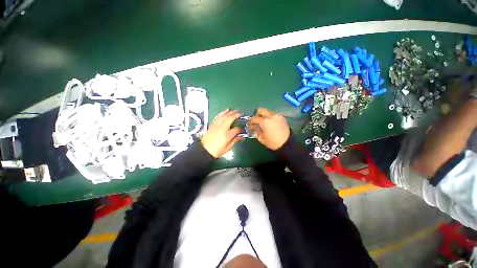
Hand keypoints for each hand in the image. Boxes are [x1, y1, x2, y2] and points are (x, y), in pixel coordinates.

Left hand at [201, 109, 242, 157]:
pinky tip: (225, 111)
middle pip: (230, 119)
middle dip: (235, 115)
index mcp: (227, 135)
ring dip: (229, 112)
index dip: (239, 129)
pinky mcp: (212, 125)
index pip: (236, 129)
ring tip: (233, 110)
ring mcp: (216, 126)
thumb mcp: (227, 148)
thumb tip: (240, 136)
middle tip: (240, 113)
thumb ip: (234, 141)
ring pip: (223, 116)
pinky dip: (222, 113)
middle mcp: (222, 128)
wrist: (204, 150)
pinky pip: (218, 117)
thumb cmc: (217, 150)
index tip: (241, 130)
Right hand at [250, 108, 289, 149]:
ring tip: (264, 123)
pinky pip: (274, 114)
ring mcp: (277, 115)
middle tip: (257, 121)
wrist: (287, 143)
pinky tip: (271, 124)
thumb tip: (254, 126)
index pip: (255, 118)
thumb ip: (256, 130)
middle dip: (257, 114)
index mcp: (264, 121)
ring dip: (264, 115)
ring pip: (268, 111)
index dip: (251, 121)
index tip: (250, 125)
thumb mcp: (261, 138)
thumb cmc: (272, 142)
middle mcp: (270, 116)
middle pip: (261, 110)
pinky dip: (270, 117)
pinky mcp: (282, 117)